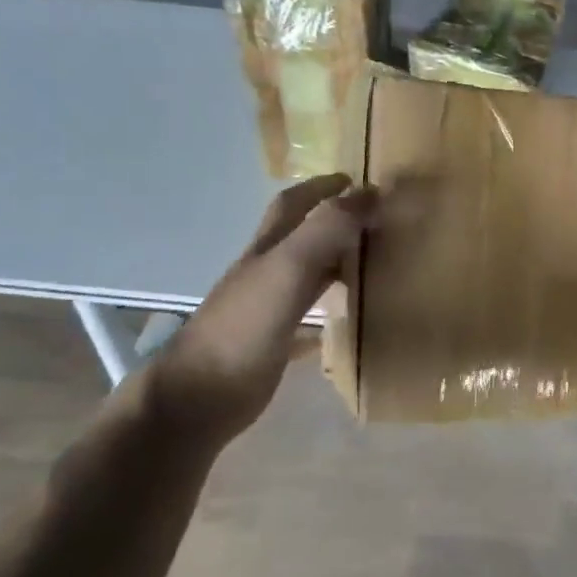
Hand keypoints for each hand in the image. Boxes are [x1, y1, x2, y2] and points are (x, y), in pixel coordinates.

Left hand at [138, 174, 375, 443]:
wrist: (200, 395)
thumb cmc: (244, 325)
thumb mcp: (288, 267)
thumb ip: (326, 230)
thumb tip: (371, 194)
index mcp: (268, 248)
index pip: (294, 204)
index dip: (322, 187)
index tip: (357, 181)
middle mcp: (267, 272)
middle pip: (302, 236)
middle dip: (333, 221)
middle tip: (375, 220)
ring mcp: (269, 308)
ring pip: (309, 274)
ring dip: (336, 262)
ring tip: (375, 262)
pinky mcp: (275, 342)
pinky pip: (310, 317)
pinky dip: (332, 311)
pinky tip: (354, 319)